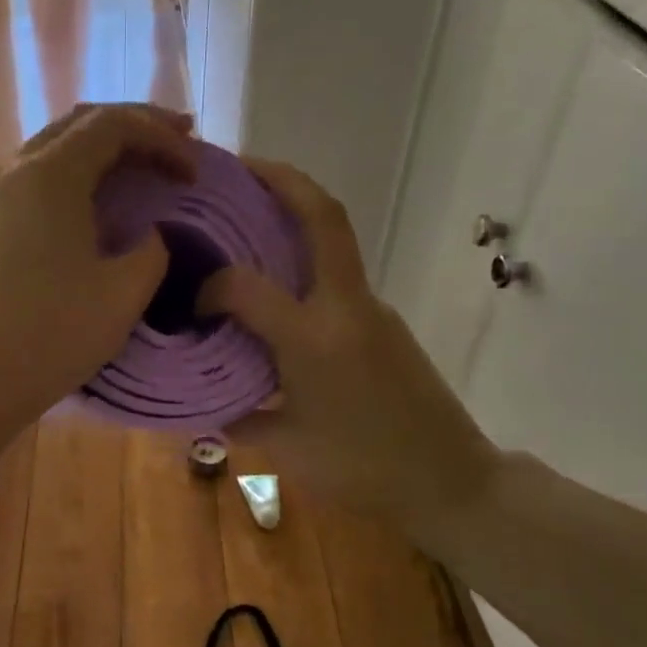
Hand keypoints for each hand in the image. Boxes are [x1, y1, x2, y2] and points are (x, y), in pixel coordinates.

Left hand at [0, 103, 194, 438]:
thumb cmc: (47, 338)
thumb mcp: (122, 295)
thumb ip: (152, 251)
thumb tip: (151, 234)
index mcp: (48, 175)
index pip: (113, 124)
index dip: (163, 138)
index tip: (194, 172)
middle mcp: (10, 169)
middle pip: (79, 123)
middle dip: (134, 127)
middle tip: (178, 141)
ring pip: (52, 148)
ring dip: (100, 150)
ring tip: (140, 167)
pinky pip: (31, 179)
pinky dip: (72, 176)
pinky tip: (91, 203)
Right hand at [196, 160, 500, 554]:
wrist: (453, 481)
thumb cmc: (363, 469)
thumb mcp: (287, 450)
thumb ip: (236, 420)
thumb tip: (198, 409)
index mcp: (313, 338)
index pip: (246, 286)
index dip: (211, 285)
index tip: (193, 302)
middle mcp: (345, 307)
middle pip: (322, 216)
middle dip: (280, 178)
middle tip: (236, 165)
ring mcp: (372, 308)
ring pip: (334, 238)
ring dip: (295, 211)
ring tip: (249, 211)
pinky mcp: (383, 319)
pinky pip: (337, 273)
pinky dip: (305, 257)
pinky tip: (279, 285)